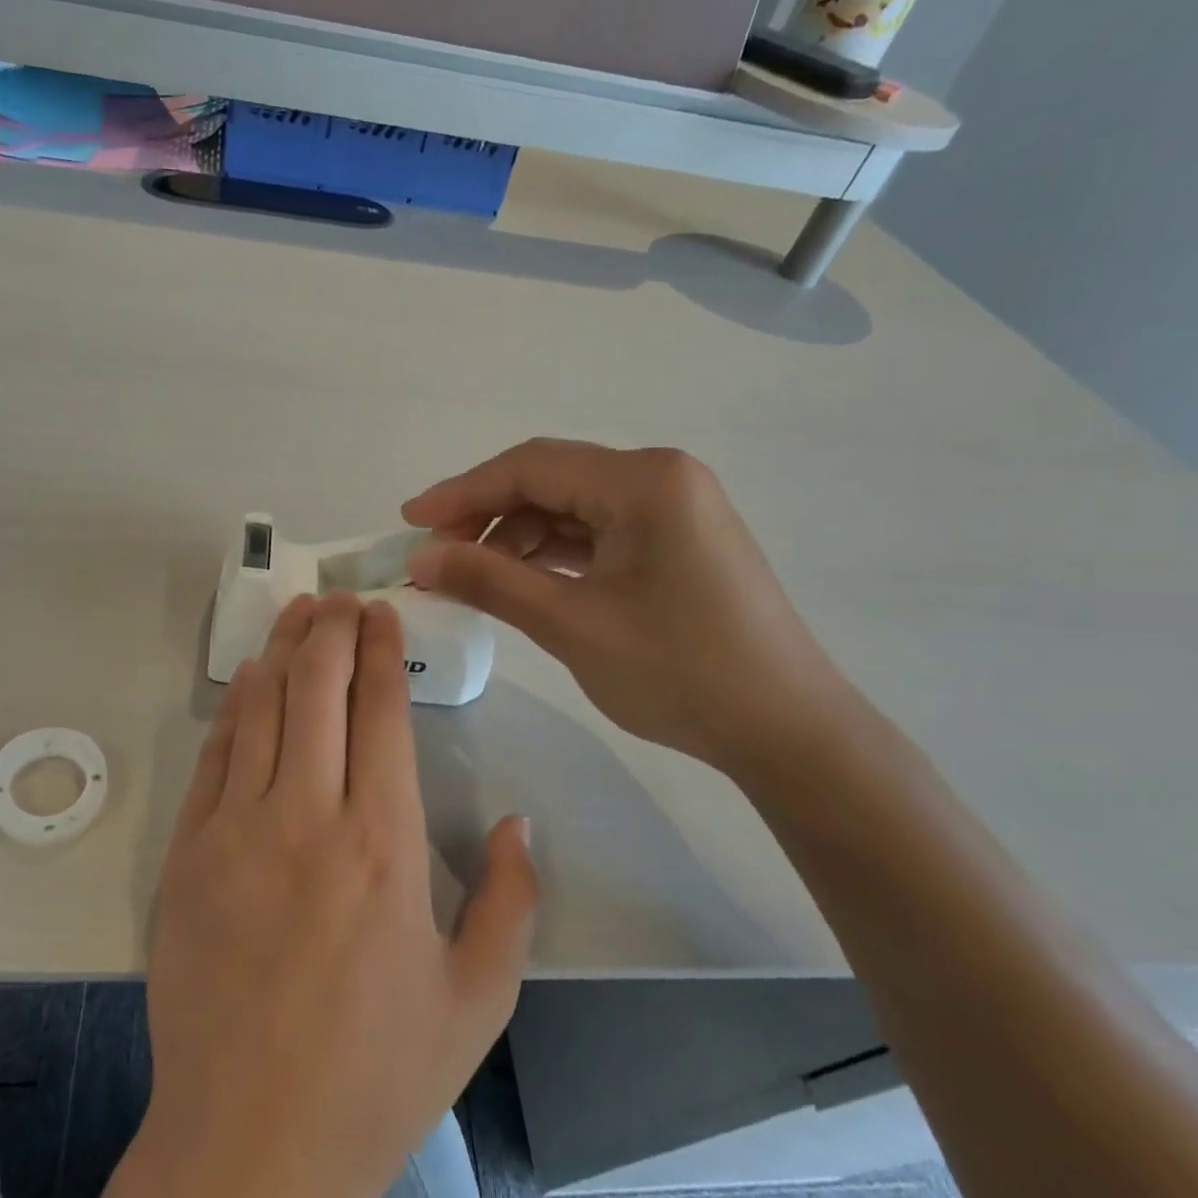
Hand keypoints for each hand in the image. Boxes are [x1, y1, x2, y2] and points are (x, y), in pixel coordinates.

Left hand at [139, 592, 535, 1197]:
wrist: (250, 1142)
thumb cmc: (376, 1075)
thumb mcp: (477, 999)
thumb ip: (512, 901)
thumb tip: (519, 821)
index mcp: (382, 844)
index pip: (381, 712)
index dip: (382, 651)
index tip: (384, 613)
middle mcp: (306, 817)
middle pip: (318, 689)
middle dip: (332, 630)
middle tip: (342, 597)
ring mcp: (236, 830)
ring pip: (262, 708)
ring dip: (283, 651)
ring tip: (300, 613)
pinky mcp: (188, 853)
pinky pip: (215, 756)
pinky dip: (236, 707)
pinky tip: (249, 679)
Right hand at [403, 439, 858, 774]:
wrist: (787, 731)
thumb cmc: (680, 672)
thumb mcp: (571, 624)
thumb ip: (489, 581)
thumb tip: (419, 558)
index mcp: (643, 481)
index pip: (530, 467)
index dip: (461, 492)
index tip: (409, 522)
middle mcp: (661, 477)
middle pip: (550, 481)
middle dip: (486, 516)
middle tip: (436, 557)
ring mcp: (674, 508)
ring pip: (571, 508)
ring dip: (516, 537)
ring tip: (473, 577)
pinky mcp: (676, 541)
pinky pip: (597, 532)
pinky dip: (553, 553)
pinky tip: (521, 581)